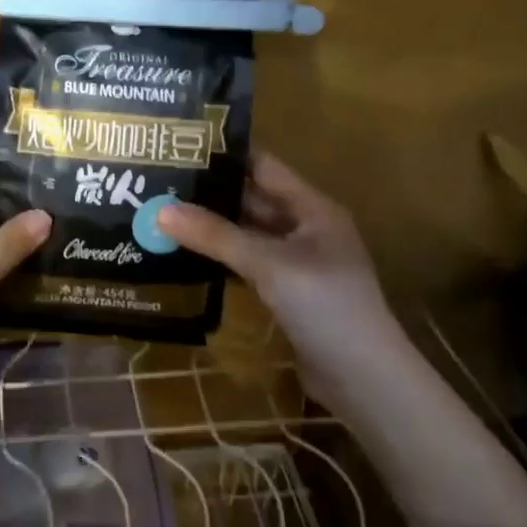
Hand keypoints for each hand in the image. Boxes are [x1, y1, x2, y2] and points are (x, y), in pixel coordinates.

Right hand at [158, 151, 398, 405]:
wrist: (365, 381)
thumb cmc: (325, 306)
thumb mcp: (269, 265)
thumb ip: (216, 236)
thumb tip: (160, 210)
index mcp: (312, 208)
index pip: (263, 166)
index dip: (226, 154)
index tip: (180, 145)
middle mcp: (306, 228)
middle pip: (253, 199)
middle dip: (211, 192)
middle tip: (161, 181)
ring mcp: (298, 262)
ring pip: (249, 233)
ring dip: (213, 227)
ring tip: (164, 213)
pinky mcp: (288, 293)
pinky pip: (249, 264)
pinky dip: (222, 257)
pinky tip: (187, 255)